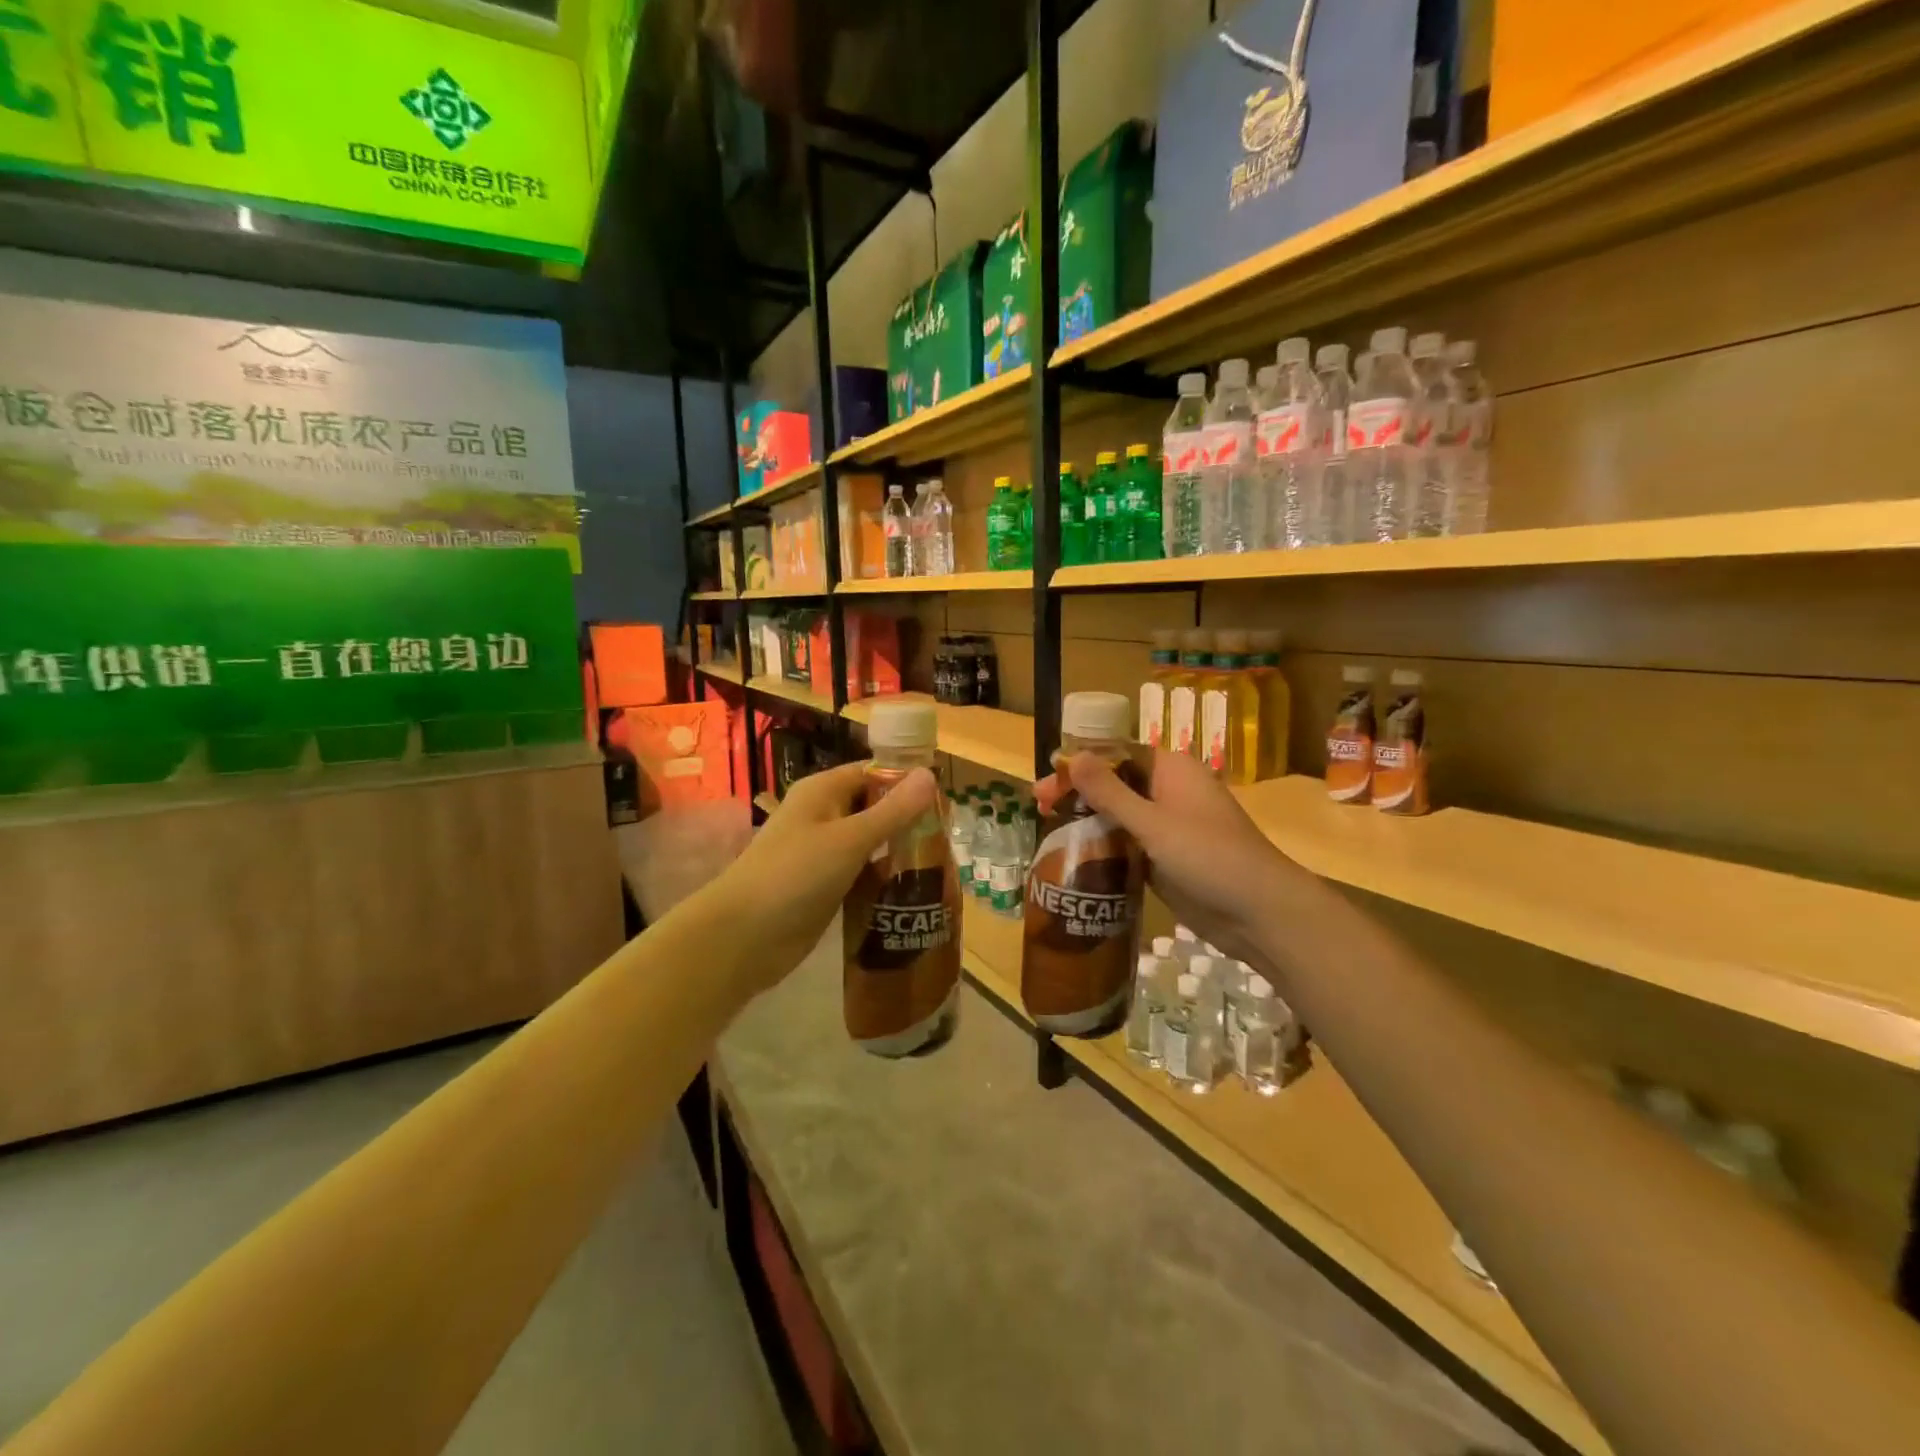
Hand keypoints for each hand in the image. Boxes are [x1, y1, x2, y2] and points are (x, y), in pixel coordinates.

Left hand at [707, 761, 938, 994]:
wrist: (744, 937)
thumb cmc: (796, 875)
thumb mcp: (850, 839)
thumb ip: (893, 810)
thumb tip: (930, 774)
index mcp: (823, 792)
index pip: (873, 773)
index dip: (907, 783)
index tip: (946, 802)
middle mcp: (823, 816)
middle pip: (873, 808)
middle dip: (908, 821)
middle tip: (948, 838)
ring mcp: (822, 853)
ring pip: (869, 844)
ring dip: (897, 852)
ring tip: (939, 865)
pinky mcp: (824, 886)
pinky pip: (861, 874)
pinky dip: (882, 879)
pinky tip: (912, 891)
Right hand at [1036, 750, 1300, 967]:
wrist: (1260, 913)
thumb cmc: (1209, 857)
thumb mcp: (1154, 823)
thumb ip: (1110, 792)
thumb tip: (1071, 756)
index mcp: (1171, 769)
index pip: (1115, 754)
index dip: (1078, 765)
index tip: (1044, 783)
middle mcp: (1168, 791)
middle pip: (1114, 784)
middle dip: (1077, 793)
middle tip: (1038, 808)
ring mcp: (1168, 826)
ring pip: (1119, 816)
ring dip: (1087, 821)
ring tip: (1048, 831)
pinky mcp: (1165, 858)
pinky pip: (1128, 844)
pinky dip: (1104, 847)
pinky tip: (1074, 857)